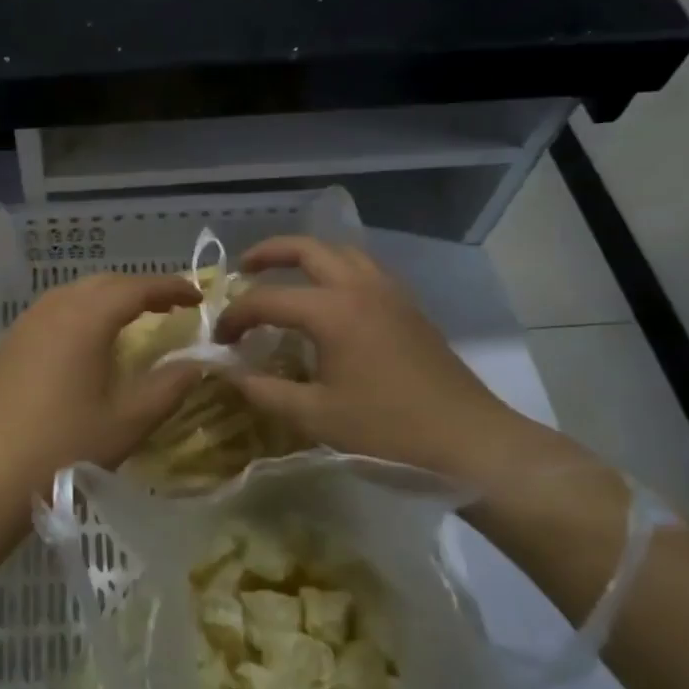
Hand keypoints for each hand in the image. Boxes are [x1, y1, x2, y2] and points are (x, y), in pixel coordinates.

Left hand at [0, 273, 206, 521]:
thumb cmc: (63, 449)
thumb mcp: (128, 422)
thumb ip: (169, 386)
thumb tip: (197, 363)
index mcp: (85, 319)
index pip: (136, 288)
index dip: (170, 287)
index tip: (197, 296)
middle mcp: (51, 311)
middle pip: (102, 284)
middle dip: (138, 289)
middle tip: (168, 307)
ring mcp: (23, 327)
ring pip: (71, 296)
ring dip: (105, 300)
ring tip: (129, 322)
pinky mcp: (5, 347)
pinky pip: (49, 315)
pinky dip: (77, 316)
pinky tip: (83, 345)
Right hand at [213, 236, 552, 482]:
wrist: (468, 439)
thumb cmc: (387, 430)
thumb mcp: (315, 416)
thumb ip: (265, 391)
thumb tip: (229, 374)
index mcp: (333, 312)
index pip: (267, 300)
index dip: (235, 316)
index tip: (219, 340)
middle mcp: (360, 288)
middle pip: (308, 249)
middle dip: (269, 253)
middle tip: (243, 269)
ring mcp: (389, 293)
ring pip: (341, 252)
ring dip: (307, 256)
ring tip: (285, 276)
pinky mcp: (408, 307)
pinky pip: (364, 269)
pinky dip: (336, 270)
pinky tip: (330, 299)